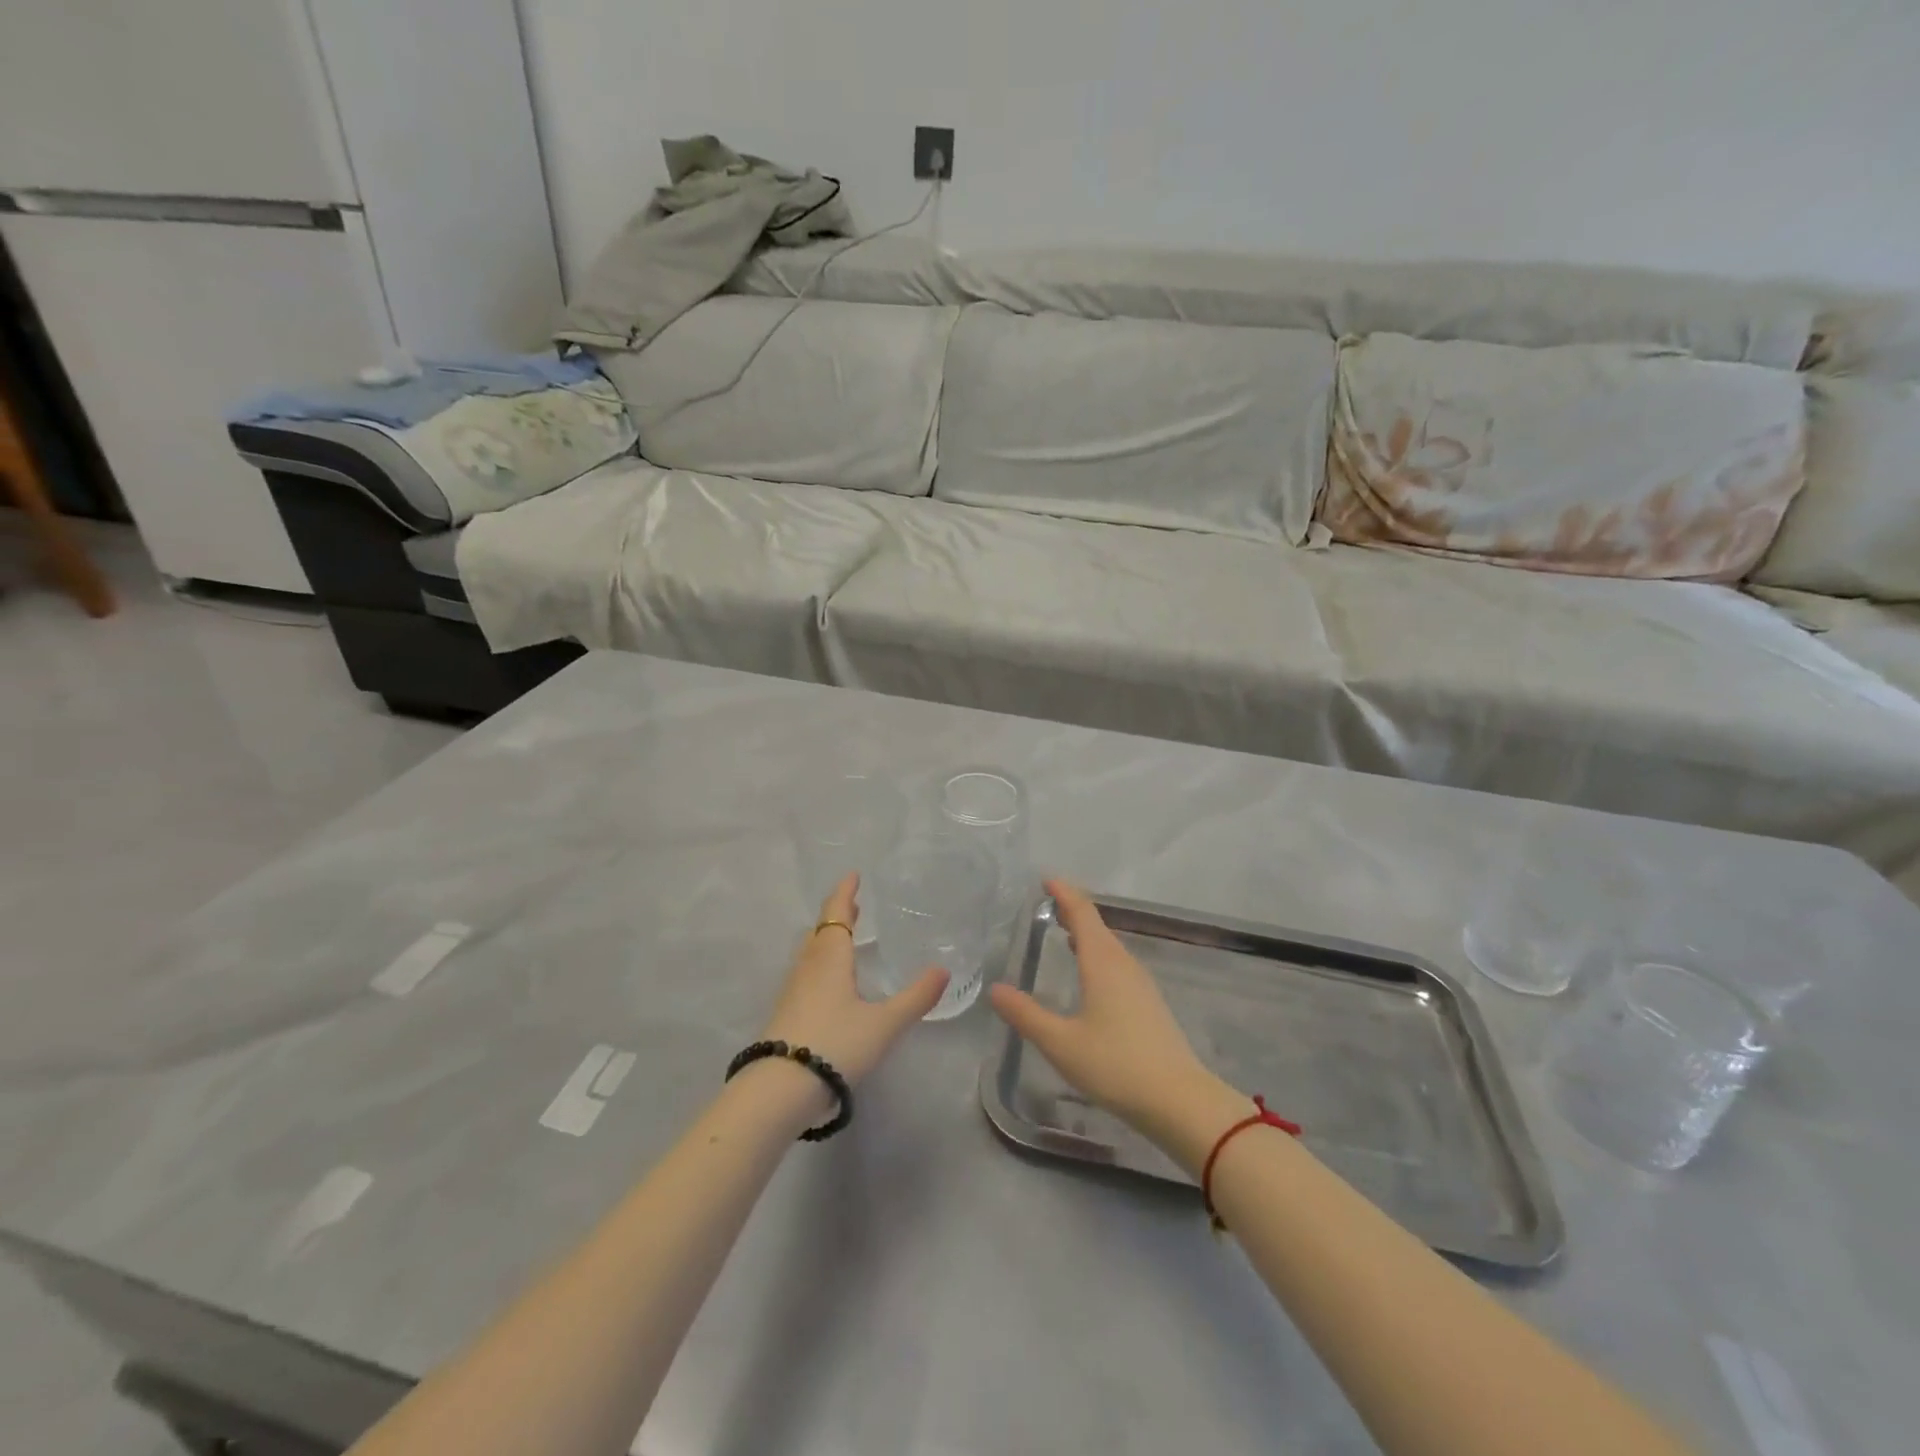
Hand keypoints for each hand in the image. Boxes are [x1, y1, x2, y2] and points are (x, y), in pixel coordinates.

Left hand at [759, 873, 948, 1087]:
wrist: (780, 1089)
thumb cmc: (836, 1044)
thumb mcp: (884, 1023)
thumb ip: (915, 997)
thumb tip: (943, 970)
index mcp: (830, 958)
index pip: (836, 915)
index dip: (845, 894)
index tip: (853, 875)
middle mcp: (808, 967)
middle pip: (820, 931)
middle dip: (836, 915)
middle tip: (853, 905)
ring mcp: (793, 990)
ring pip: (810, 952)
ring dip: (827, 938)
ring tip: (843, 937)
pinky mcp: (786, 1013)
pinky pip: (806, 973)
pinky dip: (821, 962)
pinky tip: (830, 982)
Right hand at [990, 880, 1241, 1156]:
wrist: (1179, 1101)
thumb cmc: (1115, 1065)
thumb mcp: (1061, 1043)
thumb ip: (1026, 1015)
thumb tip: (996, 989)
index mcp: (1102, 963)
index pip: (1082, 914)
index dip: (1065, 893)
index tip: (1046, 879)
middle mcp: (1123, 965)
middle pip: (1097, 926)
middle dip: (1073, 911)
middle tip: (1049, 903)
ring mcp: (1140, 984)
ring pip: (1110, 947)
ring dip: (1087, 935)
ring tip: (1064, 933)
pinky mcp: (1149, 1004)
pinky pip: (1118, 965)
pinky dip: (1098, 956)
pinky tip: (1090, 975)